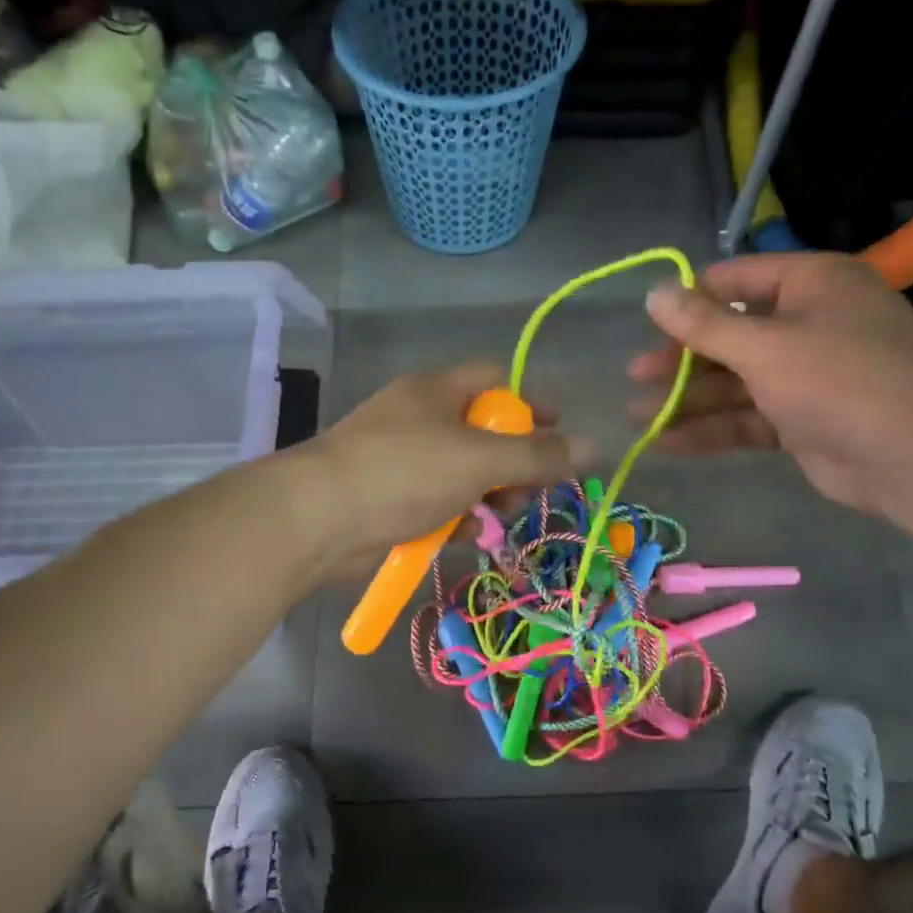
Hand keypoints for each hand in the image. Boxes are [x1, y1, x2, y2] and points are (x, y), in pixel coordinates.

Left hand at [299, 362, 585, 579]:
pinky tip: (464, 534)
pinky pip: (439, 502)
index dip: (532, 402)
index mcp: (437, 390)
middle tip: (526, 491)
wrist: (319, 519)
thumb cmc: (404, 472)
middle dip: (513, 463)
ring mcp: (403, 460)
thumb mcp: (480, 460)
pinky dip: (456, 517)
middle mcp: (420, 418)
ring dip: (488, 496)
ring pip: (464, 473)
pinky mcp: (391, 498)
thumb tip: (594, 446)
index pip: (496, 379)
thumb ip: (538, 456)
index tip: (560, 434)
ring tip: (494, 517)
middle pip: (484, 432)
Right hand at [628, 253, 912, 516]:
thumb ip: (703, 324)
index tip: (651, 322)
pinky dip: (711, 429)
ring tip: (637, 415)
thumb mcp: (762, 345)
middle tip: (636, 374)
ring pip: (736, 382)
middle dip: (682, 359)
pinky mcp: (803, 421)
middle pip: (731, 335)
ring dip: (688, 399)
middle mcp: (810, 323)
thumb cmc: (838, 379)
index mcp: (812, 285)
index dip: (692, 299)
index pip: (738, 280)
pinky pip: (749, 418)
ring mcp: (808, 376)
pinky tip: (666, 442)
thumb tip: (653, 293)